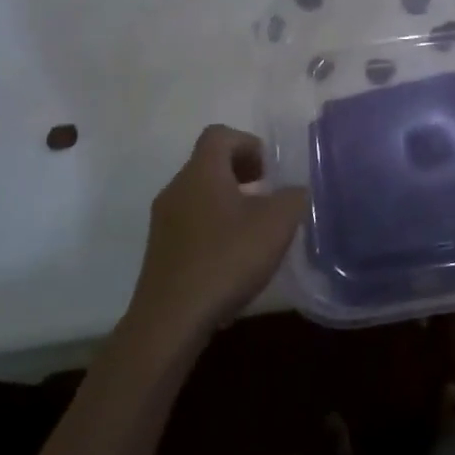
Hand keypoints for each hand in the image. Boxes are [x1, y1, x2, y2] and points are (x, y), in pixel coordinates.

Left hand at [128, 126, 308, 341]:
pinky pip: (190, 222)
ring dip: (228, 201)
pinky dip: (213, 226)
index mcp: (202, 172)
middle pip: (208, 163)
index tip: (269, 171)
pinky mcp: (160, 251)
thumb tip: (294, 191)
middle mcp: (177, 188)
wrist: (171, 319)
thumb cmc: (227, 258)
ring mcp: (163, 221)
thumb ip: (293, 197)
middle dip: (241, 173)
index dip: (248, 144)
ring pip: (199, 194)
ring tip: (254, 228)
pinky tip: (233, 256)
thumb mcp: (277, 223)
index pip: (220, 134)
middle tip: (267, 195)